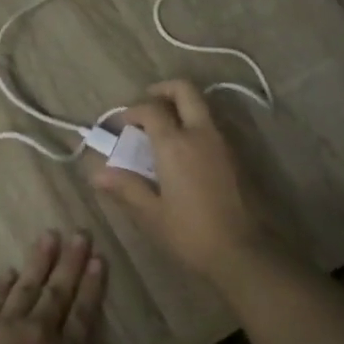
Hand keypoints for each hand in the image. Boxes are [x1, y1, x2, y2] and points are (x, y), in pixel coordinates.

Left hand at [0, 230, 107, 343]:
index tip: (98, 259)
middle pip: (58, 291)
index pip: (84, 314)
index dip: (92, 285)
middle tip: (80, 234)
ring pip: (26, 286)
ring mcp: (4, 326)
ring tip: (48, 236)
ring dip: (39, 260)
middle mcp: (39, 332)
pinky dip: (2, 284)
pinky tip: (9, 271)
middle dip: (71, 262)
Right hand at [87, 79, 273, 278]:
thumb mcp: (152, 215)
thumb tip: (97, 174)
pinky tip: (184, 152)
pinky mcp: (238, 156)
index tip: (118, 125)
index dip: (131, 111)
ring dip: (181, 107)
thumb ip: (126, 188)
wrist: (246, 253)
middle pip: (184, 90)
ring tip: (162, 130)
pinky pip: (213, 126)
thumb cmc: (192, 233)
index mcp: (175, 144)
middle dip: (162, 90)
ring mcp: (224, 143)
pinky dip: (195, 125)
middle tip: (146, 106)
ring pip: (202, 106)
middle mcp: (201, 134)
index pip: (150, 109)